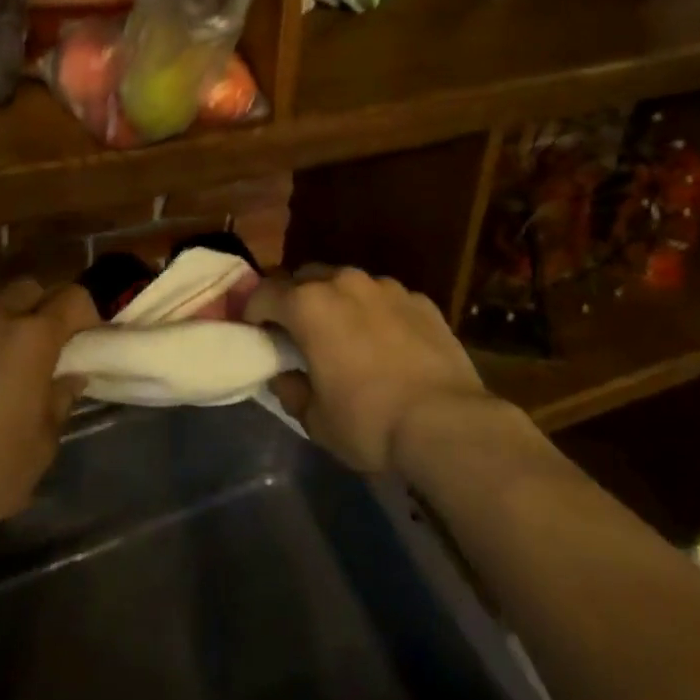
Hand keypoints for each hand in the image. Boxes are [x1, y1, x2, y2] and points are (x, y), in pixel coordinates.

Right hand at [244, 266, 490, 473]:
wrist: (447, 422)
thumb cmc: (369, 421)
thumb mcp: (316, 420)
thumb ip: (292, 390)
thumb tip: (286, 376)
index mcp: (308, 305)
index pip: (264, 294)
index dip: (253, 312)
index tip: (254, 332)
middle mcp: (344, 283)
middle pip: (305, 278)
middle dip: (295, 299)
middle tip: (298, 332)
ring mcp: (386, 287)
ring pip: (348, 284)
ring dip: (338, 302)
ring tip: (346, 335)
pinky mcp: (420, 299)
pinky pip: (385, 299)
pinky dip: (376, 313)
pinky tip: (387, 344)